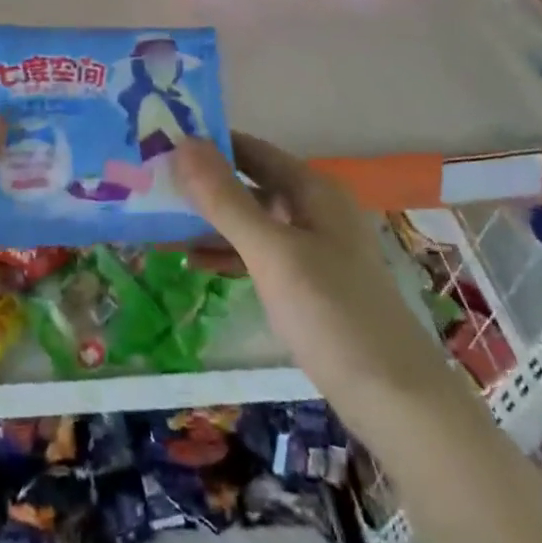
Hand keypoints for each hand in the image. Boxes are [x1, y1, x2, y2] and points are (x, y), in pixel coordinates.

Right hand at [171, 134, 449, 423]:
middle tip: (147, 186)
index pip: (250, 149)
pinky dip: (227, 253)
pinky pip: (258, 253)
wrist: (394, 398)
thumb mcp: (272, 252)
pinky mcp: (307, 282)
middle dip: (201, 184)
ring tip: (158, 224)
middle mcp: (313, 209)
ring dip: (209, 221)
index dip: (206, 144)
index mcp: (311, 189)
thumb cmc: (331, 314)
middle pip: (248, 183)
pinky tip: (192, 261)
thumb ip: (226, 200)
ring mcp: (312, 247)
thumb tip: (183, 144)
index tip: (156, 145)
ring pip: (250, 220)